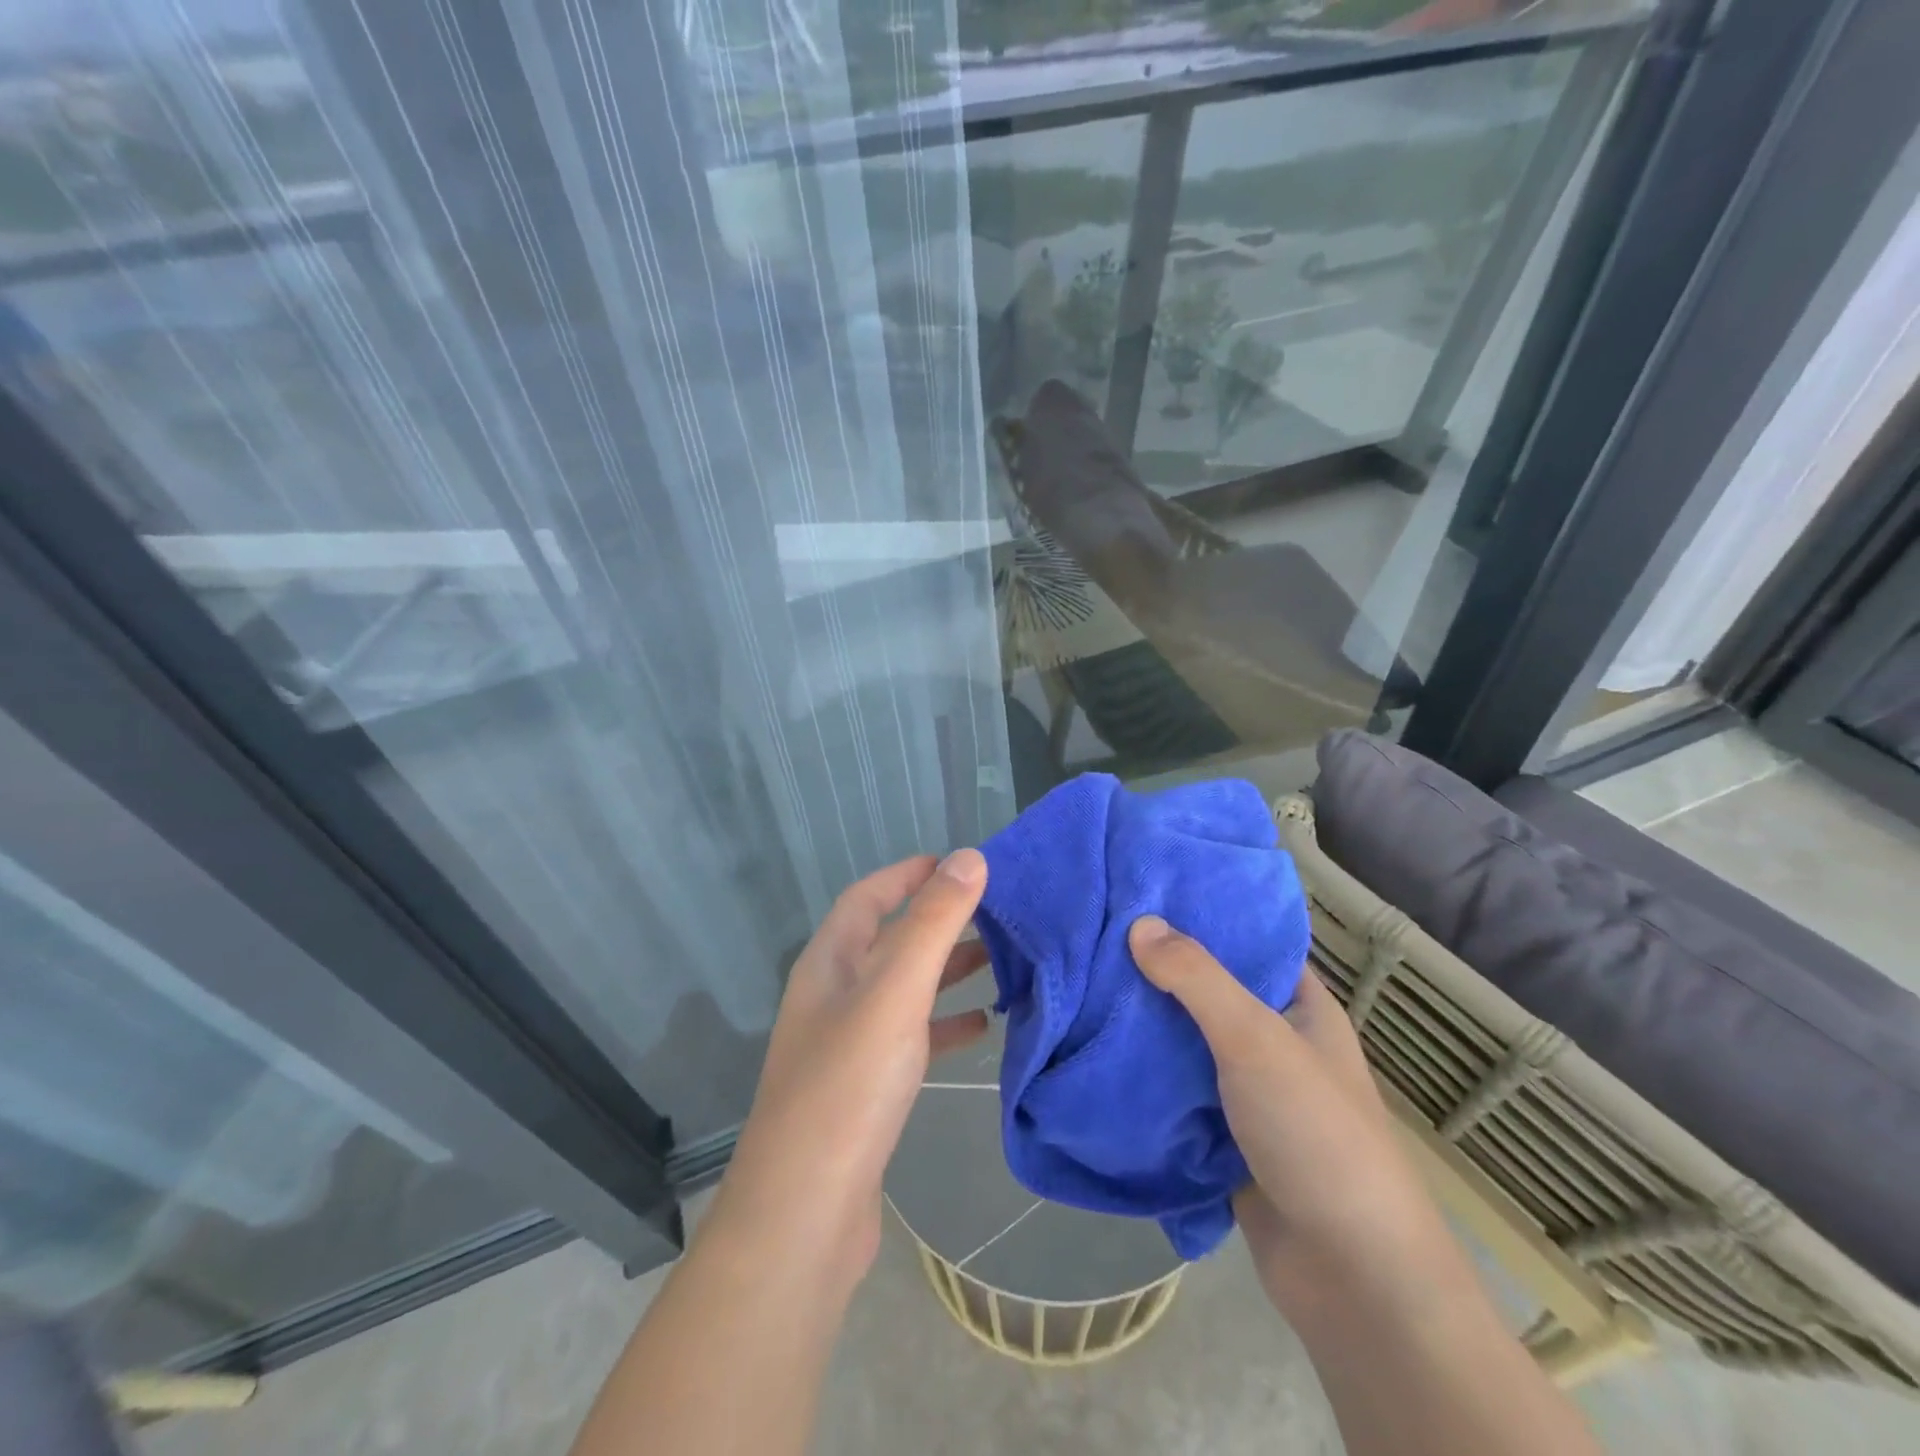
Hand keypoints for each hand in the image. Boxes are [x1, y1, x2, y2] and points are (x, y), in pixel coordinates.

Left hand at [708, 850, 990, 1294]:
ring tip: (1001, 961)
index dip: (910, 874)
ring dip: (947, 971)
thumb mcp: (895, 992)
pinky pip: (912, 1037)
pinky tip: (982, 1027)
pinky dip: (945, 1024)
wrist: (805, 1215)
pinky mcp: (867, 1089)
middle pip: (890, 940)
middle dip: (939, 921)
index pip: (868, 897)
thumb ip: (932, 923)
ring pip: (905, 989)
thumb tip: (968, 857)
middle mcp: (833, 996)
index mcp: (829, 963)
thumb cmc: (848, 1087)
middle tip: (997, 912)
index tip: (961, 864)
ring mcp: (848, 1044)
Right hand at [1126, 916, 1451, 1301]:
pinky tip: (1093, 1049)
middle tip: (1095, 936)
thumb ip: (1198, 978)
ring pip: (1185, 1043)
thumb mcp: (1256, 1039)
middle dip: (1157, 969)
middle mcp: (1274, 1042)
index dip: (1201, 914)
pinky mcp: (1222, 1136)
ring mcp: (1247, 1092)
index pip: (1247, 941)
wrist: (1351, 1278)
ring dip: (1142, 1024)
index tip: (1142, 892)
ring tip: (1082, 983)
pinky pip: (1175, 1092)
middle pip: (1208, 991)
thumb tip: (1139, 923)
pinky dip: (1142, 1076)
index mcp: (1300, 1007)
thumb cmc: (1316, 1134)